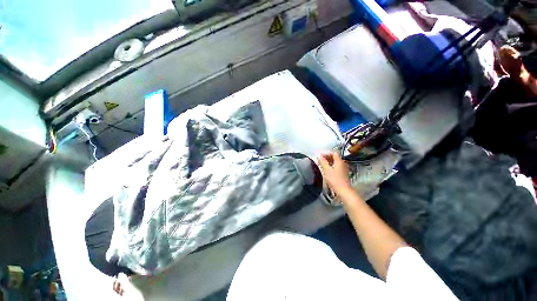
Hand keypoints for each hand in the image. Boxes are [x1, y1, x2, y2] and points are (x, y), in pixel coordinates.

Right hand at [317, 152, 351, 195]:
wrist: (343, 191)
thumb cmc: (335, 180)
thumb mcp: (326, 170)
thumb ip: (323, 162)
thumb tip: (319, 156)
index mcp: (339, 161)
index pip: (333, 153)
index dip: (326, 153)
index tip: (320, 156)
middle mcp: (343, 164)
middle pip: (335, 158)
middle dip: (327, 158)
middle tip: (320, 160)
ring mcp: (343, 169)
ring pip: (335, 163)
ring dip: (328, 163)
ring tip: (322, 165)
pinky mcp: (343, 174)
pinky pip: (336, 167)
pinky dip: (331, 167)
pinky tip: (327, 171)